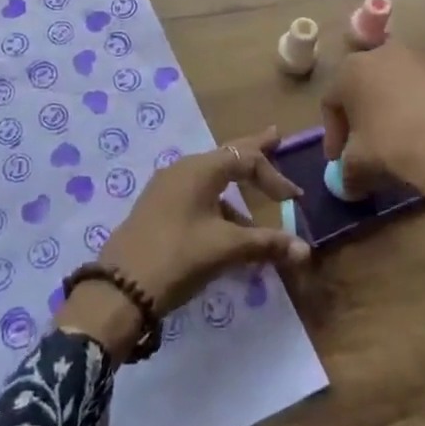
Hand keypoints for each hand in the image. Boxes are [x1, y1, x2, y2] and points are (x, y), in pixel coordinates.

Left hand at [57, 129, 309, 358]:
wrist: (120, 288)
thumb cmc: (178, 256)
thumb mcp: (225, 249)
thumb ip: (266, 244)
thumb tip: (304, 249)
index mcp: (199, 169)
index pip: (246, 159)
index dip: (274, 176)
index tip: (294, 198)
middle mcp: (182, 170)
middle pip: (226, 157)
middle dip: (252, 151)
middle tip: (274, 137)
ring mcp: (166, 189)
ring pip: (211, 181)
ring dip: (236, 193)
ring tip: (256, 211)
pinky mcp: (158, 210)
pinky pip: (197, 198)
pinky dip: (218, 207)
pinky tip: (227, 232)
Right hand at [321, 43, 424, 215]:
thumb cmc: (394, 143)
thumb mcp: (359, 162)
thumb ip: (346, 170)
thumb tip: (348, 182)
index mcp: (349, 69)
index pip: (330, 102)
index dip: (332, 134)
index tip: (337, 160)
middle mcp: (377, 55)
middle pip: (358, 89)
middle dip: (356, 119)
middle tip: (359, 148)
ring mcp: (411, 60)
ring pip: (386, 88)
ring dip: (382, 113)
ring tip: (387, 143)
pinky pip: (411, 91)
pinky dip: (405, 111)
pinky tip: (412, 136)